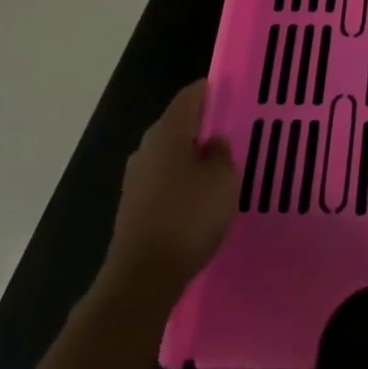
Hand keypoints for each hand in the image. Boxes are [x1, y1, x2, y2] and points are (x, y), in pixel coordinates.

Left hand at [96, 80, 238, 312]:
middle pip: (178, 125)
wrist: (143, 277)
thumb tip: (213, 143)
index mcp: (168, 132)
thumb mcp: (222, 179)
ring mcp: (136, 179)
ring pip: (171, 154)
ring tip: (221, 166)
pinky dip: (182, 181)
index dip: (211, 91)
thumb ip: (221, 153)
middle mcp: (147, 148)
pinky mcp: (134, 206)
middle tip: (233, 132)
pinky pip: (164, 180)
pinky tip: (200, 197)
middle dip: (203, 126)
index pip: (190, 96)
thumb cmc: (188, 217)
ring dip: (192, 156)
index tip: (232, 93)